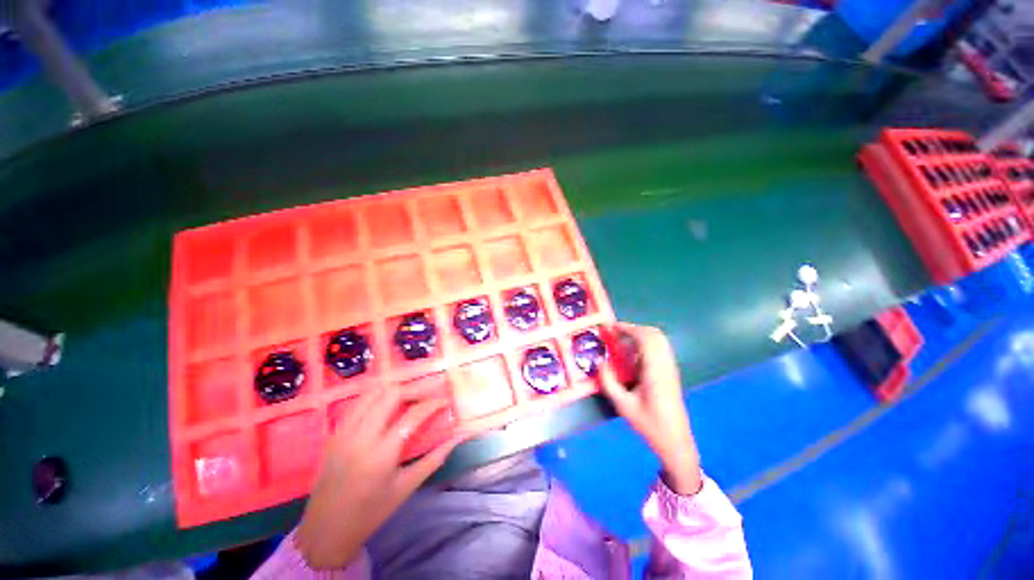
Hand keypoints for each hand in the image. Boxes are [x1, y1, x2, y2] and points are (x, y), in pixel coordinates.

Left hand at [295, 387, 457, 569]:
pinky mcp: (334, 433)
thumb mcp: (407, 487)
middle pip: (391, 394)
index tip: (444, 400)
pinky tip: (386, 405)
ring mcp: (343, 432)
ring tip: (410, 397)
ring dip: (395, 390)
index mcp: (381, 454)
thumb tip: (458, 438)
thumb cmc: (371, 513)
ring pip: (372, 392)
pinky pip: (358, 403)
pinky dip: (376, 397)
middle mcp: (361, 437)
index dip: (432, 403)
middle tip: (428, 395)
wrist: (325, 531)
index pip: (413, 415)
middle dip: (414, 389)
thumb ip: (435, 458)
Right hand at [597, 322, 702, 495]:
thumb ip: (609, 382)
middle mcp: (666, 365)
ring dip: (641, 334)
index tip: (612, 327)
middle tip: (615, 332)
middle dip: (634, 328)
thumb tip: (600, 362)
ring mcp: (671, 368)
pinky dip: (647, 342)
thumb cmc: (649, 424)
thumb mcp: (623, 406)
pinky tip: (634, 353)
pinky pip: (661, 348)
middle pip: (654, 334)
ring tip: (622, 339)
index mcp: (655, 371)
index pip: (646, 339)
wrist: (676, 441)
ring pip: (660, 340)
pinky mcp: (671, 372)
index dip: (629, 328)